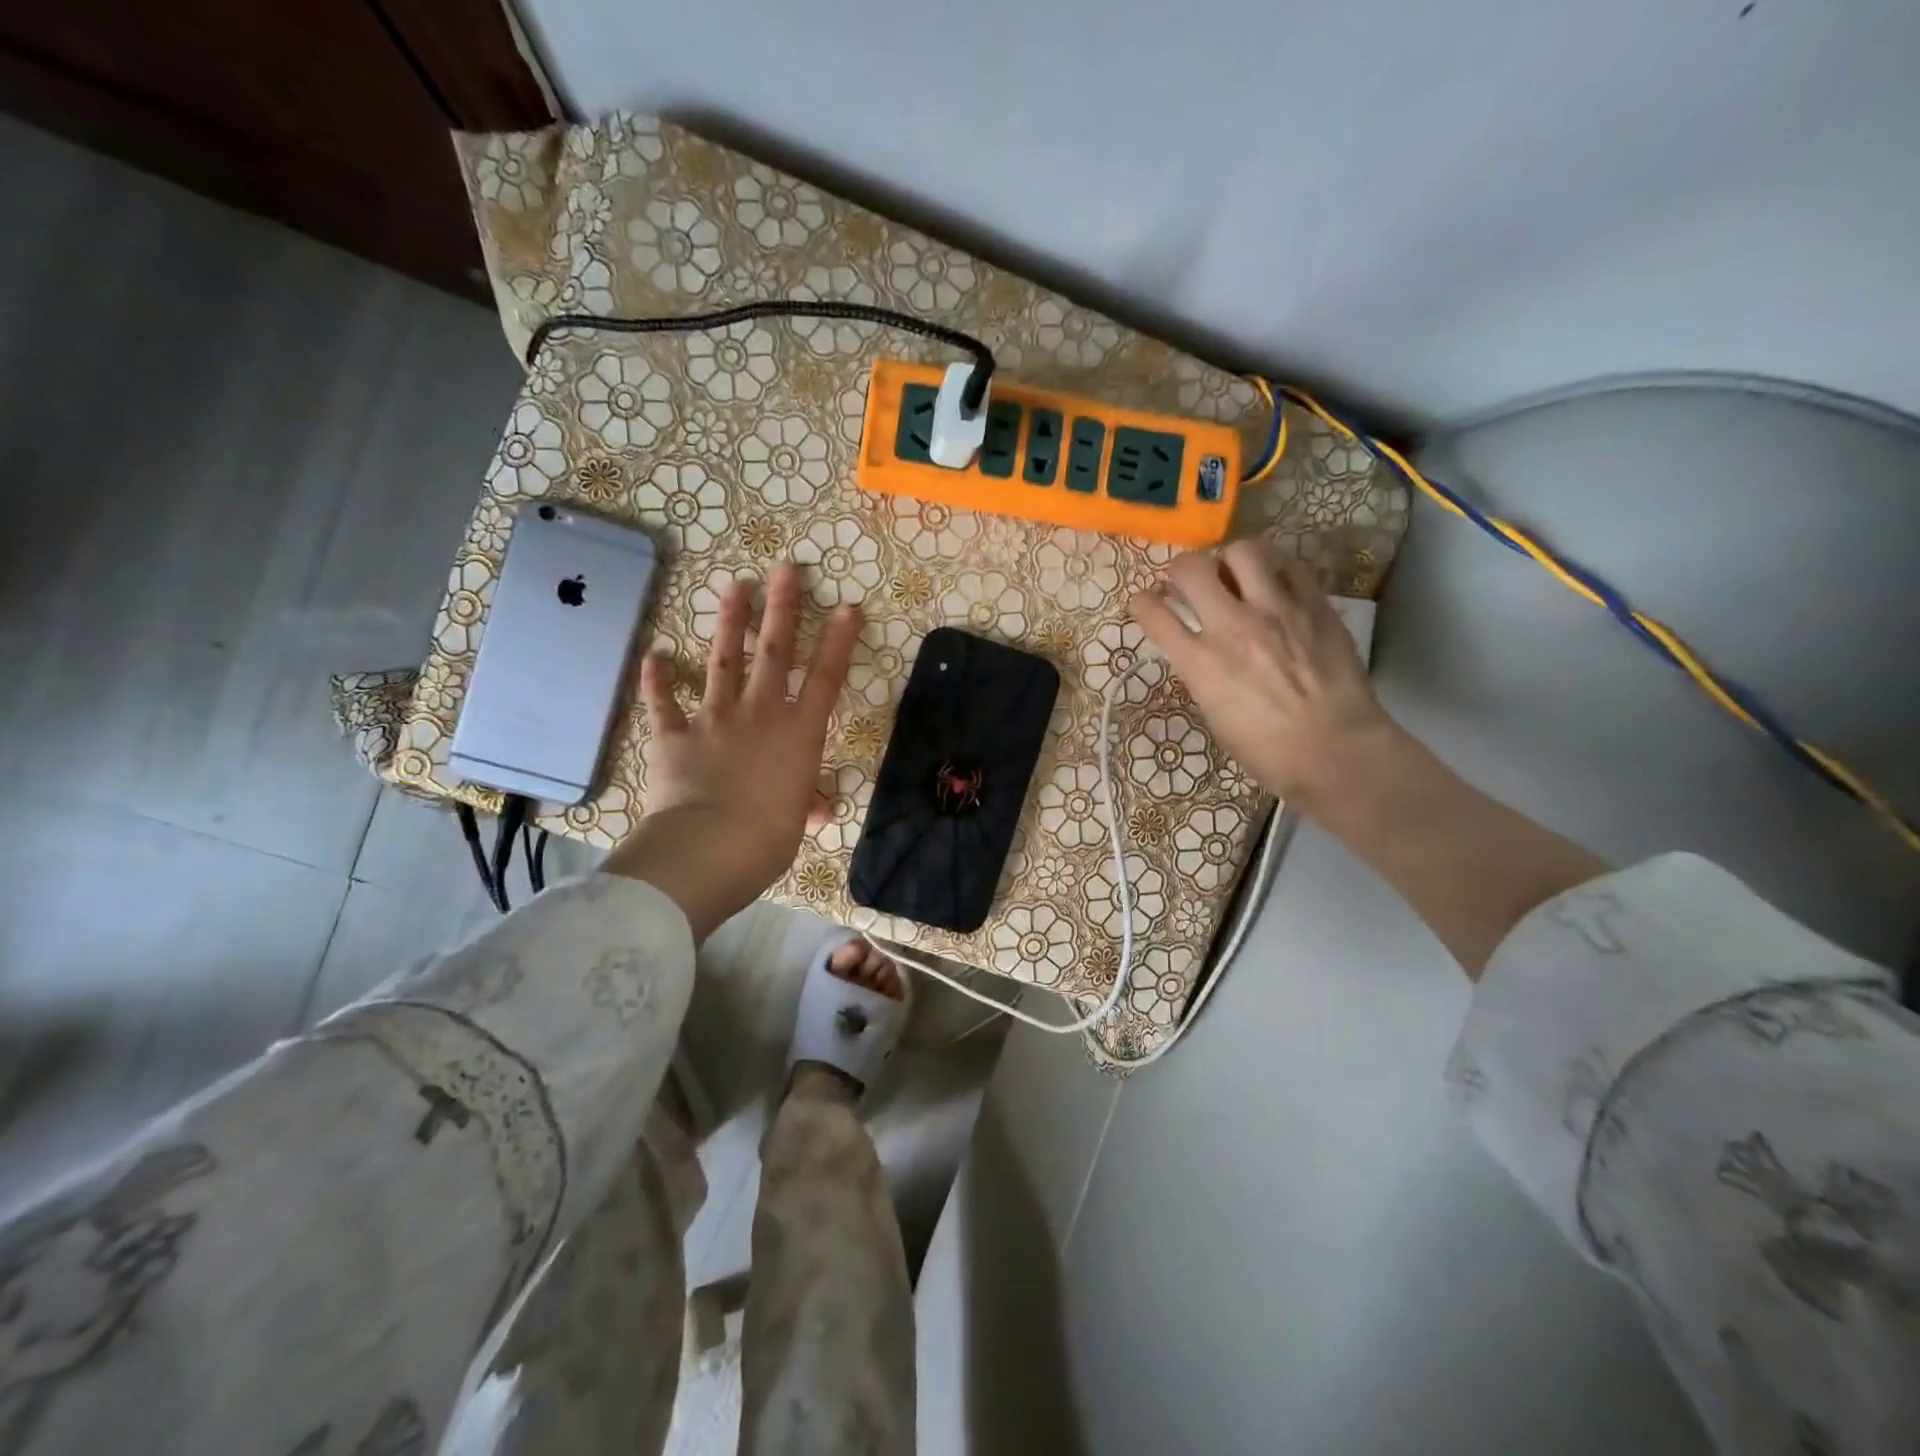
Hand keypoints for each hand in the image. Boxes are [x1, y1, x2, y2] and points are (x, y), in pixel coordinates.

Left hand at [604, 562, 859, 940]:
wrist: (709, 848)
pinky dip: (658, 682)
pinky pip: (665, 705)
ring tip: (734, 586)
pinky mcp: (675, 737)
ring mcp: (715, 720)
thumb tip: (820, 808)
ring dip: (729, 624)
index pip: (826, 679)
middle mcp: (760, 714)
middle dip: (782, 609)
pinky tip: (653, 657)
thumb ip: (807, 804)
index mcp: (798, 734)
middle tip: (785, 569)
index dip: (838, 642)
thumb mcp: (797, 822)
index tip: (846, 607)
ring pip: (724, 663)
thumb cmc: (768, 838)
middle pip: (774, 653)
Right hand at [1130, 541, 1398, 806]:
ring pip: (1242, 551)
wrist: (1335, 750)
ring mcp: (1276, 610)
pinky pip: (1291, 566)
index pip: (1153, 613)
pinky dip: (1276, 571)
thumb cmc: (1267, 750)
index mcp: (1200, 662)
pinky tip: (1277, 586)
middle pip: (1191, 568)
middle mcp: (1232, 626)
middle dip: (1182, 570)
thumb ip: (1202, 674)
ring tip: (1236, 574)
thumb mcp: (1215, 715)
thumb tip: (1201, 652)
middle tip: (1190, 581)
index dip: (1142, 602)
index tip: (1146, 602)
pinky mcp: (1315, 605)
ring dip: (1230, 560)